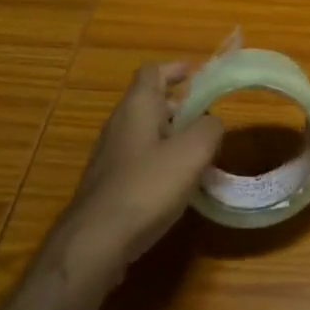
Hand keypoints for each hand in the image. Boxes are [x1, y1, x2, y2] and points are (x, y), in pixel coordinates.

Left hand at [56, 62, 223, 274]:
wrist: (96, 241)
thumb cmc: (147, 186)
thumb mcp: (192, 152)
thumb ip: (209, 128)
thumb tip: (212, 122)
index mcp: (137, 107)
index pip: (152, 72)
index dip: (174, 69)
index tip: (196, 74)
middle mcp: (119, 125)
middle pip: (149, 102)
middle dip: (179, 105)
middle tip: (207, 118)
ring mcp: (110, 156)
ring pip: (145, 133)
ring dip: (172, 135)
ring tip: (200, 152)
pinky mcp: (109, 184)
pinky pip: (140, 160)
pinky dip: (161, 161)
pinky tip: (178, 184)